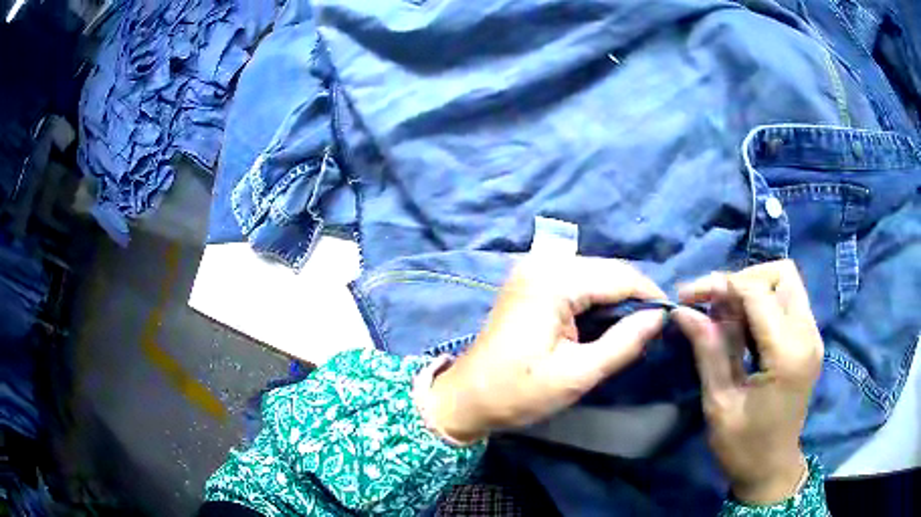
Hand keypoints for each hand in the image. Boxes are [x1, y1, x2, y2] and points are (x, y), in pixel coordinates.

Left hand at [429, 256, 667, 442]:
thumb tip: (659, 318)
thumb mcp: (577, 375)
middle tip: (649, 330)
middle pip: (607, 270)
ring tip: (629, 329)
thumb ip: (623, 343)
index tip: (669, 320)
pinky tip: (601, 322)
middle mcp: (543, 263)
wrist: (467, 397)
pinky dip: (595, 298)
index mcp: (553, 281)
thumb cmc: (518, 392)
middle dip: (633, 297)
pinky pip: (576, 280)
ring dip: (615, 298)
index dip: (650, 296)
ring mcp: (533, 268)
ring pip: (594, 273)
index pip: (619, 276)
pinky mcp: (529, 280)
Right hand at [672, 260, 822, 503]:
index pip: (757, 292)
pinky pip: (789, 301)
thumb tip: (685, 311)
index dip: (720, 284)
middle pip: (781, 273)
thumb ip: (708, 351)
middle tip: (714, 305)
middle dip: (743, 280)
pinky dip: (764, 303)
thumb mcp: (719, 403)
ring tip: (726, 316)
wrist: (772, 470)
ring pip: (786, 282)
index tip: (688, 296)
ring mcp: (812, 336)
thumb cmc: (743, 447)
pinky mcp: (810, 340)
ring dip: (754, 289)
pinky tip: (744, 327)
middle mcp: (807, 335)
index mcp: (787, 354)